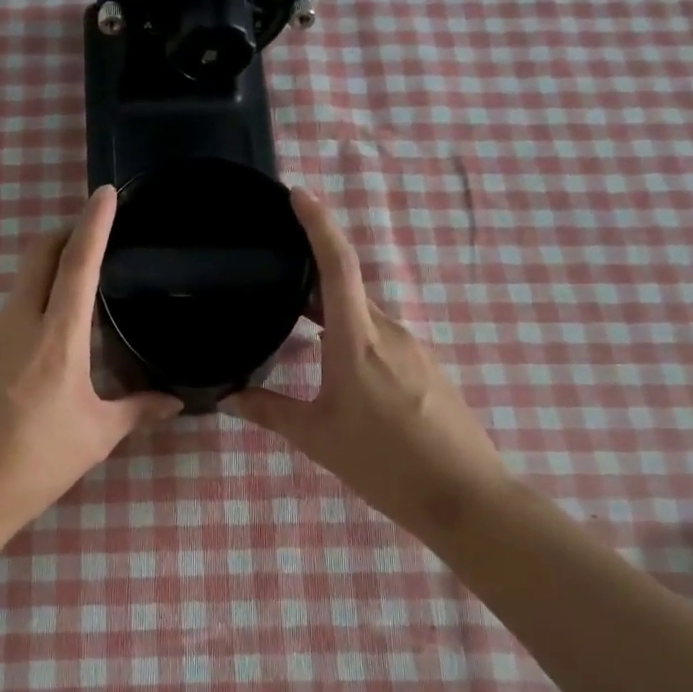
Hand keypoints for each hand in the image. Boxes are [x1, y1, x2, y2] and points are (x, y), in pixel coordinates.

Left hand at [0, 186, 182, 539]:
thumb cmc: (36, 462)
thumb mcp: (96, 436)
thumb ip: (137, 410)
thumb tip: (175, 402)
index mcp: (56, 337)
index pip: (76, 263)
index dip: (93, 224)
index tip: (104, 194)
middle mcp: (18, 324)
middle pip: (37, 256)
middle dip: (64, 235)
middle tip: (95, 239)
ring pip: (21, 285)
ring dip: (48, 274)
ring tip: (81, 295)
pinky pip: (9, 316)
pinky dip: (33, 308)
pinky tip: (50, 344)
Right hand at [221, 189, 512, 535]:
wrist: (463, 496)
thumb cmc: (382, 462)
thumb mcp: (316, 437)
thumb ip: (270, 411)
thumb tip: (229, 397)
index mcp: (357, 340)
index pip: (338, 266)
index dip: (318, 225)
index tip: (299, 195)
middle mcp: (390, 332)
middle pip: (349, 289)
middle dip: (312, 283)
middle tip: (275, 286)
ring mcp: (415, 349)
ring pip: (366, 317)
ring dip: (334, 317)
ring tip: (300, 332)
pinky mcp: (429, 368)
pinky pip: (385, 339)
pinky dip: (356, 339)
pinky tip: (342, 372)